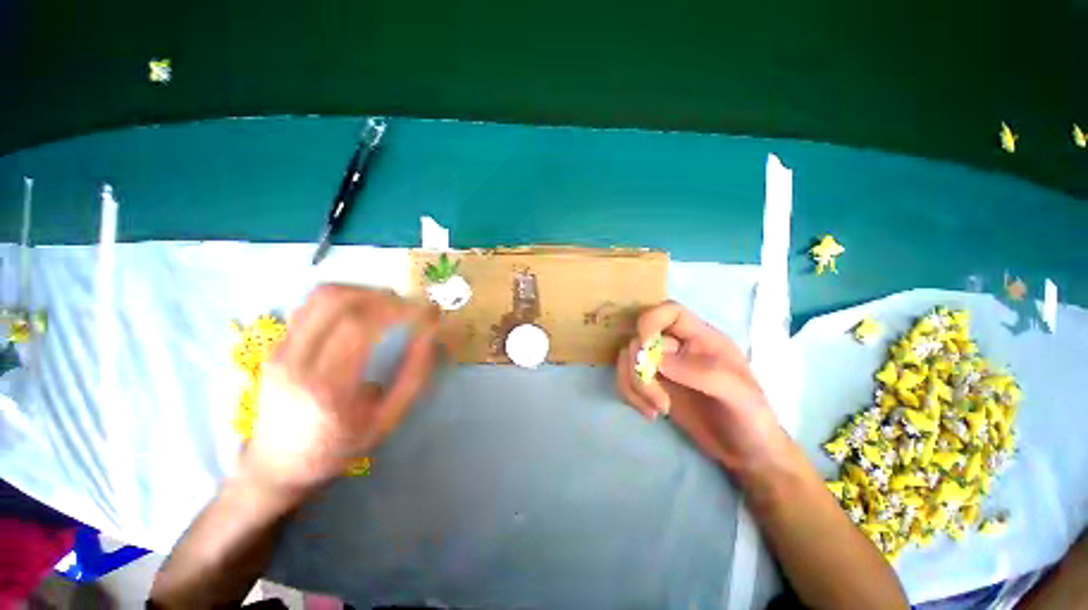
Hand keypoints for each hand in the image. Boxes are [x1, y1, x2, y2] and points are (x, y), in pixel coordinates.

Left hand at [241, 285, 439, 496]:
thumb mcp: (386, 420)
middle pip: (336, 301)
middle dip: (380, 294)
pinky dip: (342, 298)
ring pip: (320, 296)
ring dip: (360, 291)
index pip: (360, 325)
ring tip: (386, 303)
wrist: (276, 466)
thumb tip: (429, 334)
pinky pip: (309, 306)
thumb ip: (412, 375)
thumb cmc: (338, 446)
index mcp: (328, 387)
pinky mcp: (274, 346)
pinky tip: (360, 311)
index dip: (397, 309)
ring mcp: (279, 351)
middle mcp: (296, 362)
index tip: (423, 311)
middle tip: (406, 305)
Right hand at [616, 302, 787, 475]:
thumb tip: (656, 360)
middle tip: (657, 399)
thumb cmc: (751, 420)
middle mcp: (678, 347)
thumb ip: (701, 373)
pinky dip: (630, 395)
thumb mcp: (739, 396)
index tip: (645, 348)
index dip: (650, 321)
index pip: (671, 311)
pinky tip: (650, 414)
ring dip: (634, 385)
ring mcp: (663, 367)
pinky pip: (627, 379)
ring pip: (628, 359)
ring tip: (657, 410)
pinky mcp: (653, 385)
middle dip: (640, 368)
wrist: (746, 454)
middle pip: (640, 337)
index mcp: (703, 338)